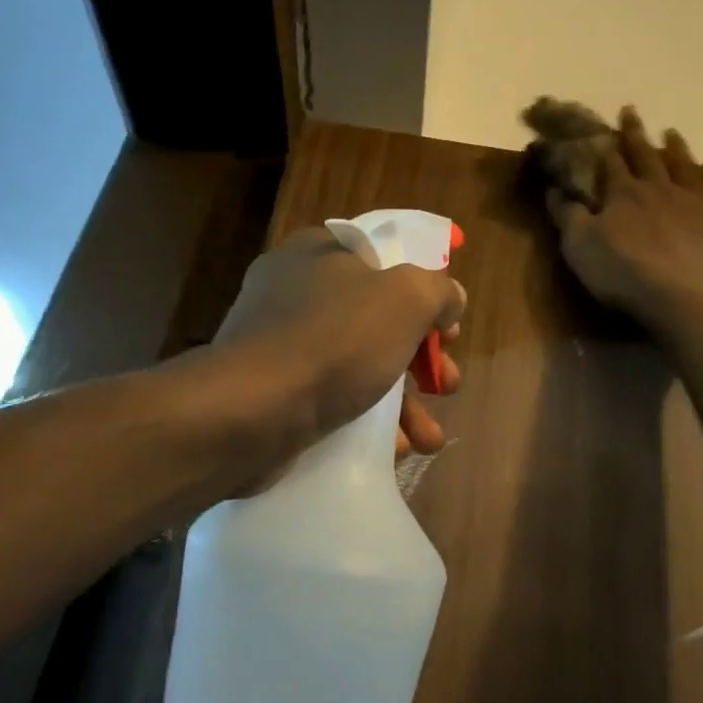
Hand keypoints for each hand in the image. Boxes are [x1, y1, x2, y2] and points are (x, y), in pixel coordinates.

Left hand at [212, 227, 465, 464]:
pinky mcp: (274, 393)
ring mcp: (281, 345)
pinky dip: (366, 424)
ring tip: (429, 438)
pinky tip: (392, 449)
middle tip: (446, 384)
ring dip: (404, 405)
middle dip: (422, 360)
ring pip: (359, 367)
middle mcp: (296, 292)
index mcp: (320, 254)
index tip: (448, 327)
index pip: (385, 260)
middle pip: (379, 320)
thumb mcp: (406, 299)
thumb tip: (451, 298)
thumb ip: (438, 291)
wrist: (251, 413)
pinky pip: (332, 400)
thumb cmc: (334, 342)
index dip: (425, 291)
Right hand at [547, 108, 702, 335]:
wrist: (686, 297)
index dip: (605, 144)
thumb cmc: (625, 273)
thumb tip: (555, 189)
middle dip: (636, 135)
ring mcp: (696, 202)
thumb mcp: (580, 247)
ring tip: (673, 134)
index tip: (603, 125)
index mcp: (624, 193)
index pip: (611, 162)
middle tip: (632, 111)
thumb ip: (568, 216)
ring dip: (677, 148)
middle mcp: (661, 188)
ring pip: (685, 166)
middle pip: (647, 155)